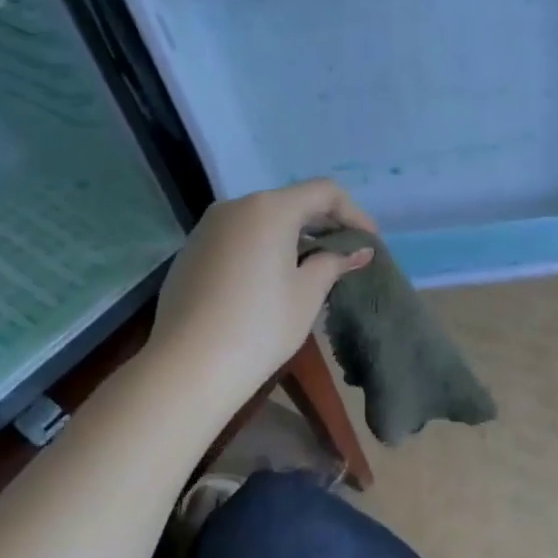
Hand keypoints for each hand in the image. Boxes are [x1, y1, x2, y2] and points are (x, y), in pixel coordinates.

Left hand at [151, 180, 376, 413]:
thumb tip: (359, 251)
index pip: (323, 192)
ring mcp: (208, 228)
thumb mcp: (307, 293)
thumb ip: (334, 262)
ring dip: (292, 235)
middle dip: (323, 223)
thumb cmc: (261, 325)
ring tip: (311, 267)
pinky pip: (238, 237)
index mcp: (270, 209)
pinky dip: (263, 247)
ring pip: (262, 219)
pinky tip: (271, 279)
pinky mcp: (191, 251)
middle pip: (291, 202)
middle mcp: (236, 206)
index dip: (353, 212)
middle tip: (346, 253)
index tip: (369, 241)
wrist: (188, 365)